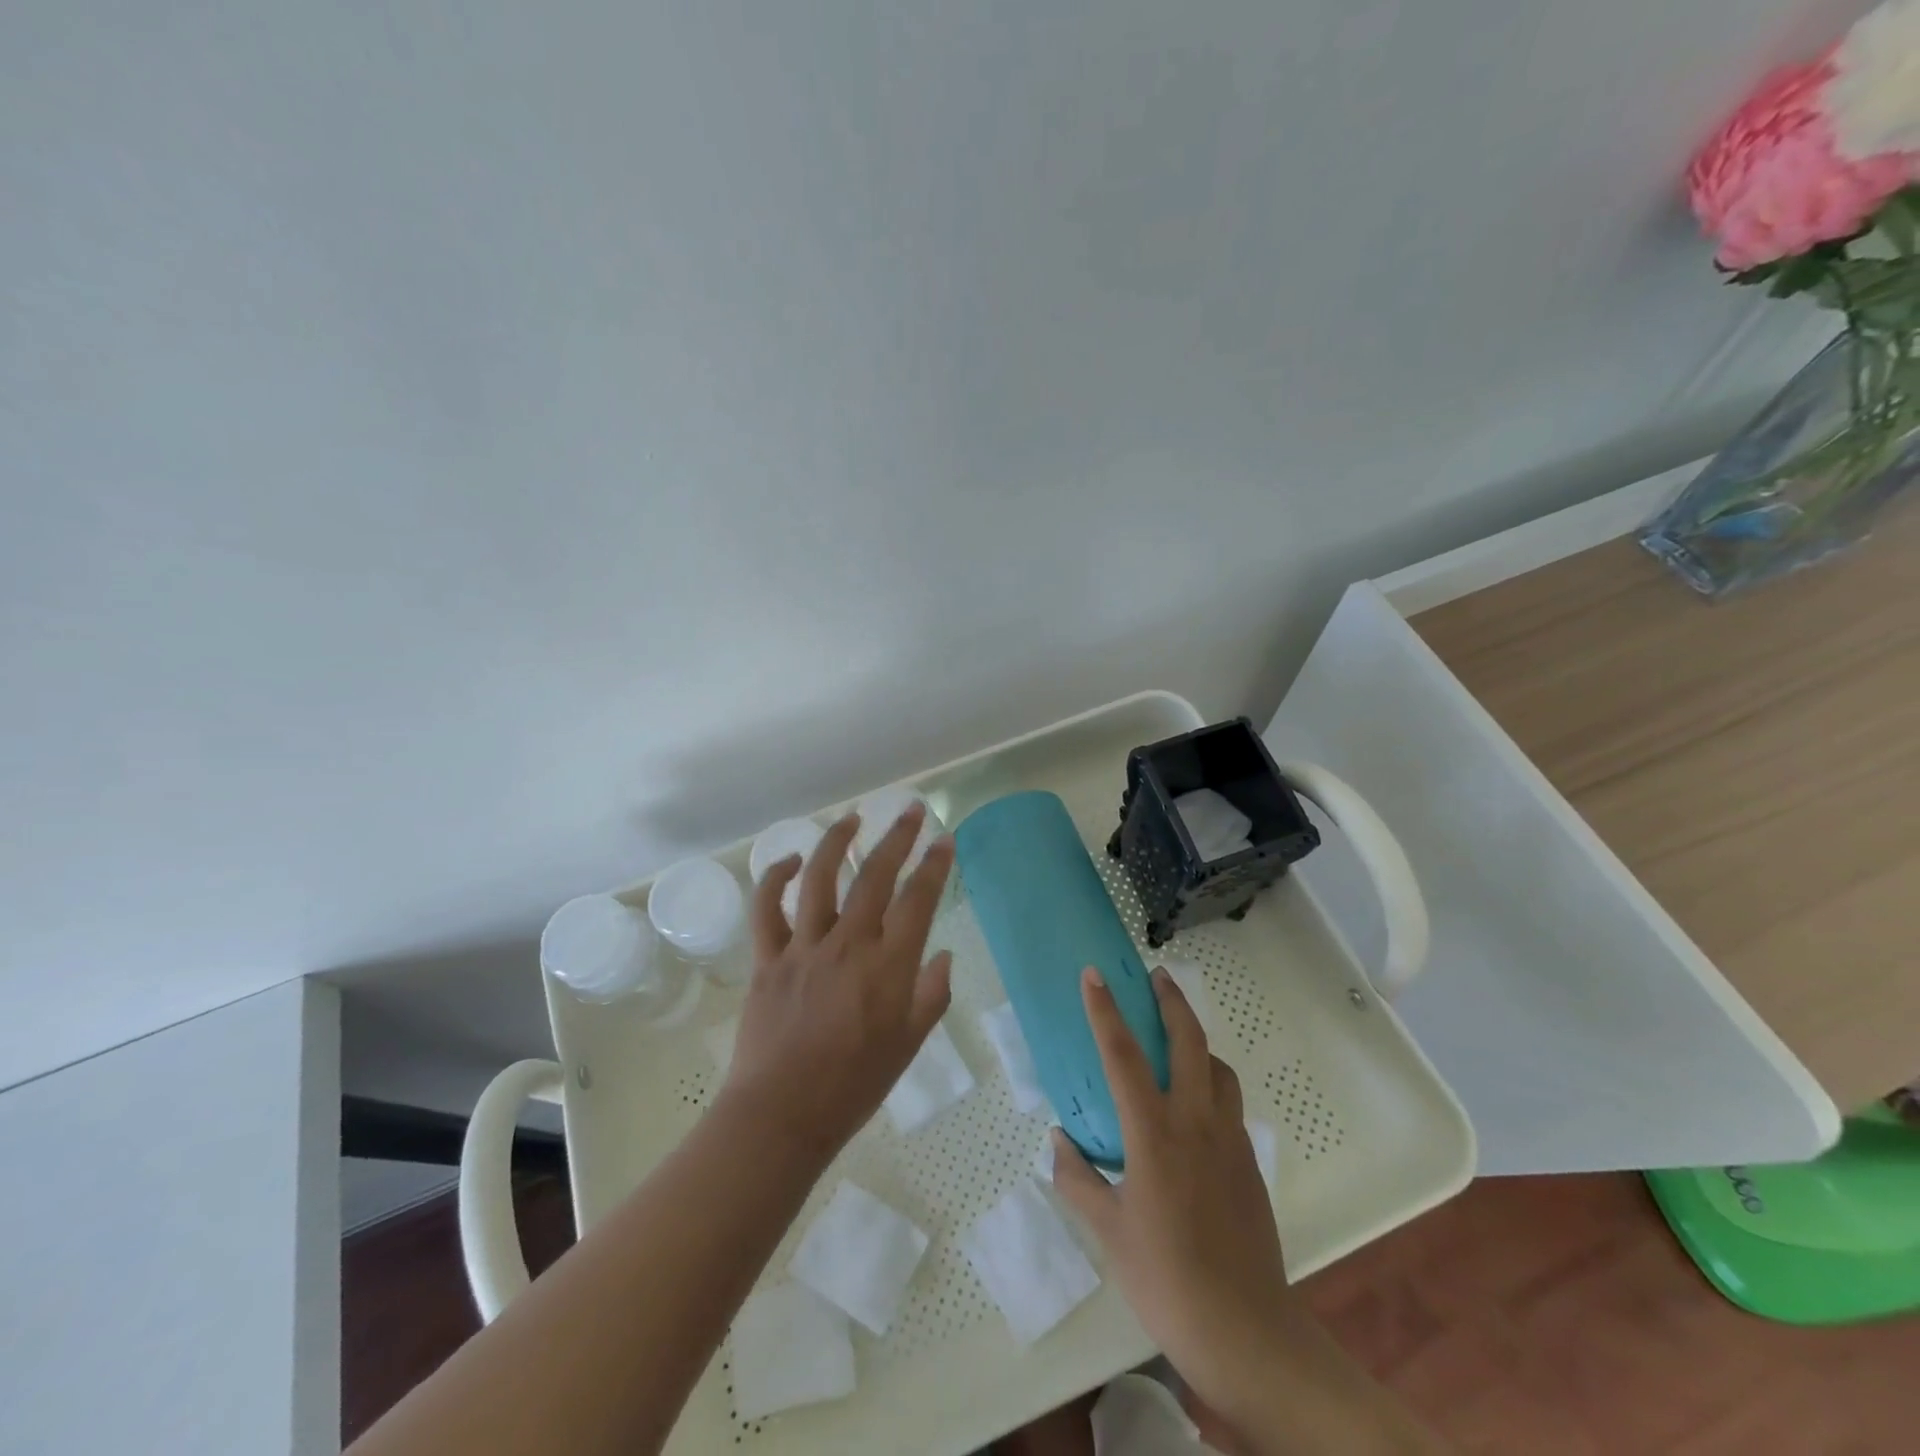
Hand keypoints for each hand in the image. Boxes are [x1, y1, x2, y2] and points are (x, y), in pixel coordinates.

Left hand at [719, 804, 953, 1158]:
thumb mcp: (909, 1045)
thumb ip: (931, 996)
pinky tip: (790, 860)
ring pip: (820, 878)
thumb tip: (943, 957)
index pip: (918, 900)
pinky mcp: (769, 958)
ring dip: (837, 842)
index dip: (934, 865)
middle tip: (911, 811)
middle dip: (897, 837)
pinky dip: (776, 878)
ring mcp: (804, 947)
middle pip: (874, 876)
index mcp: (888, 966)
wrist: (782, 1115)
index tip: (944, 840)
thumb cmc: (854, 1085)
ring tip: (853, 819)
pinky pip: (767, 908)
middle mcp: (848, 945)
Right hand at [1050, 966, 1291, 1423]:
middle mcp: (1195, 1122)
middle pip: (1189, 1041)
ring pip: (1218, 1067)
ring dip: (1198, 1040)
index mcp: (1154, 1133)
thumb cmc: (1165, 1277)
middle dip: (1171, 1001)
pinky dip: (1212, 1081)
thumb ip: (1078, 1178)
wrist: (1245, 1329)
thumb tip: (1058, 1141)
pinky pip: (1230, 1102)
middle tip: (1156, 976)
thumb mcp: (1108, 1231)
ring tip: (1178, 1039)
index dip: (1105, 1010)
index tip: (1094, 974)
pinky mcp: (1248, 1161)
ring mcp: (1229, 1139)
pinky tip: (1196, 1105)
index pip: (1123, 1055)